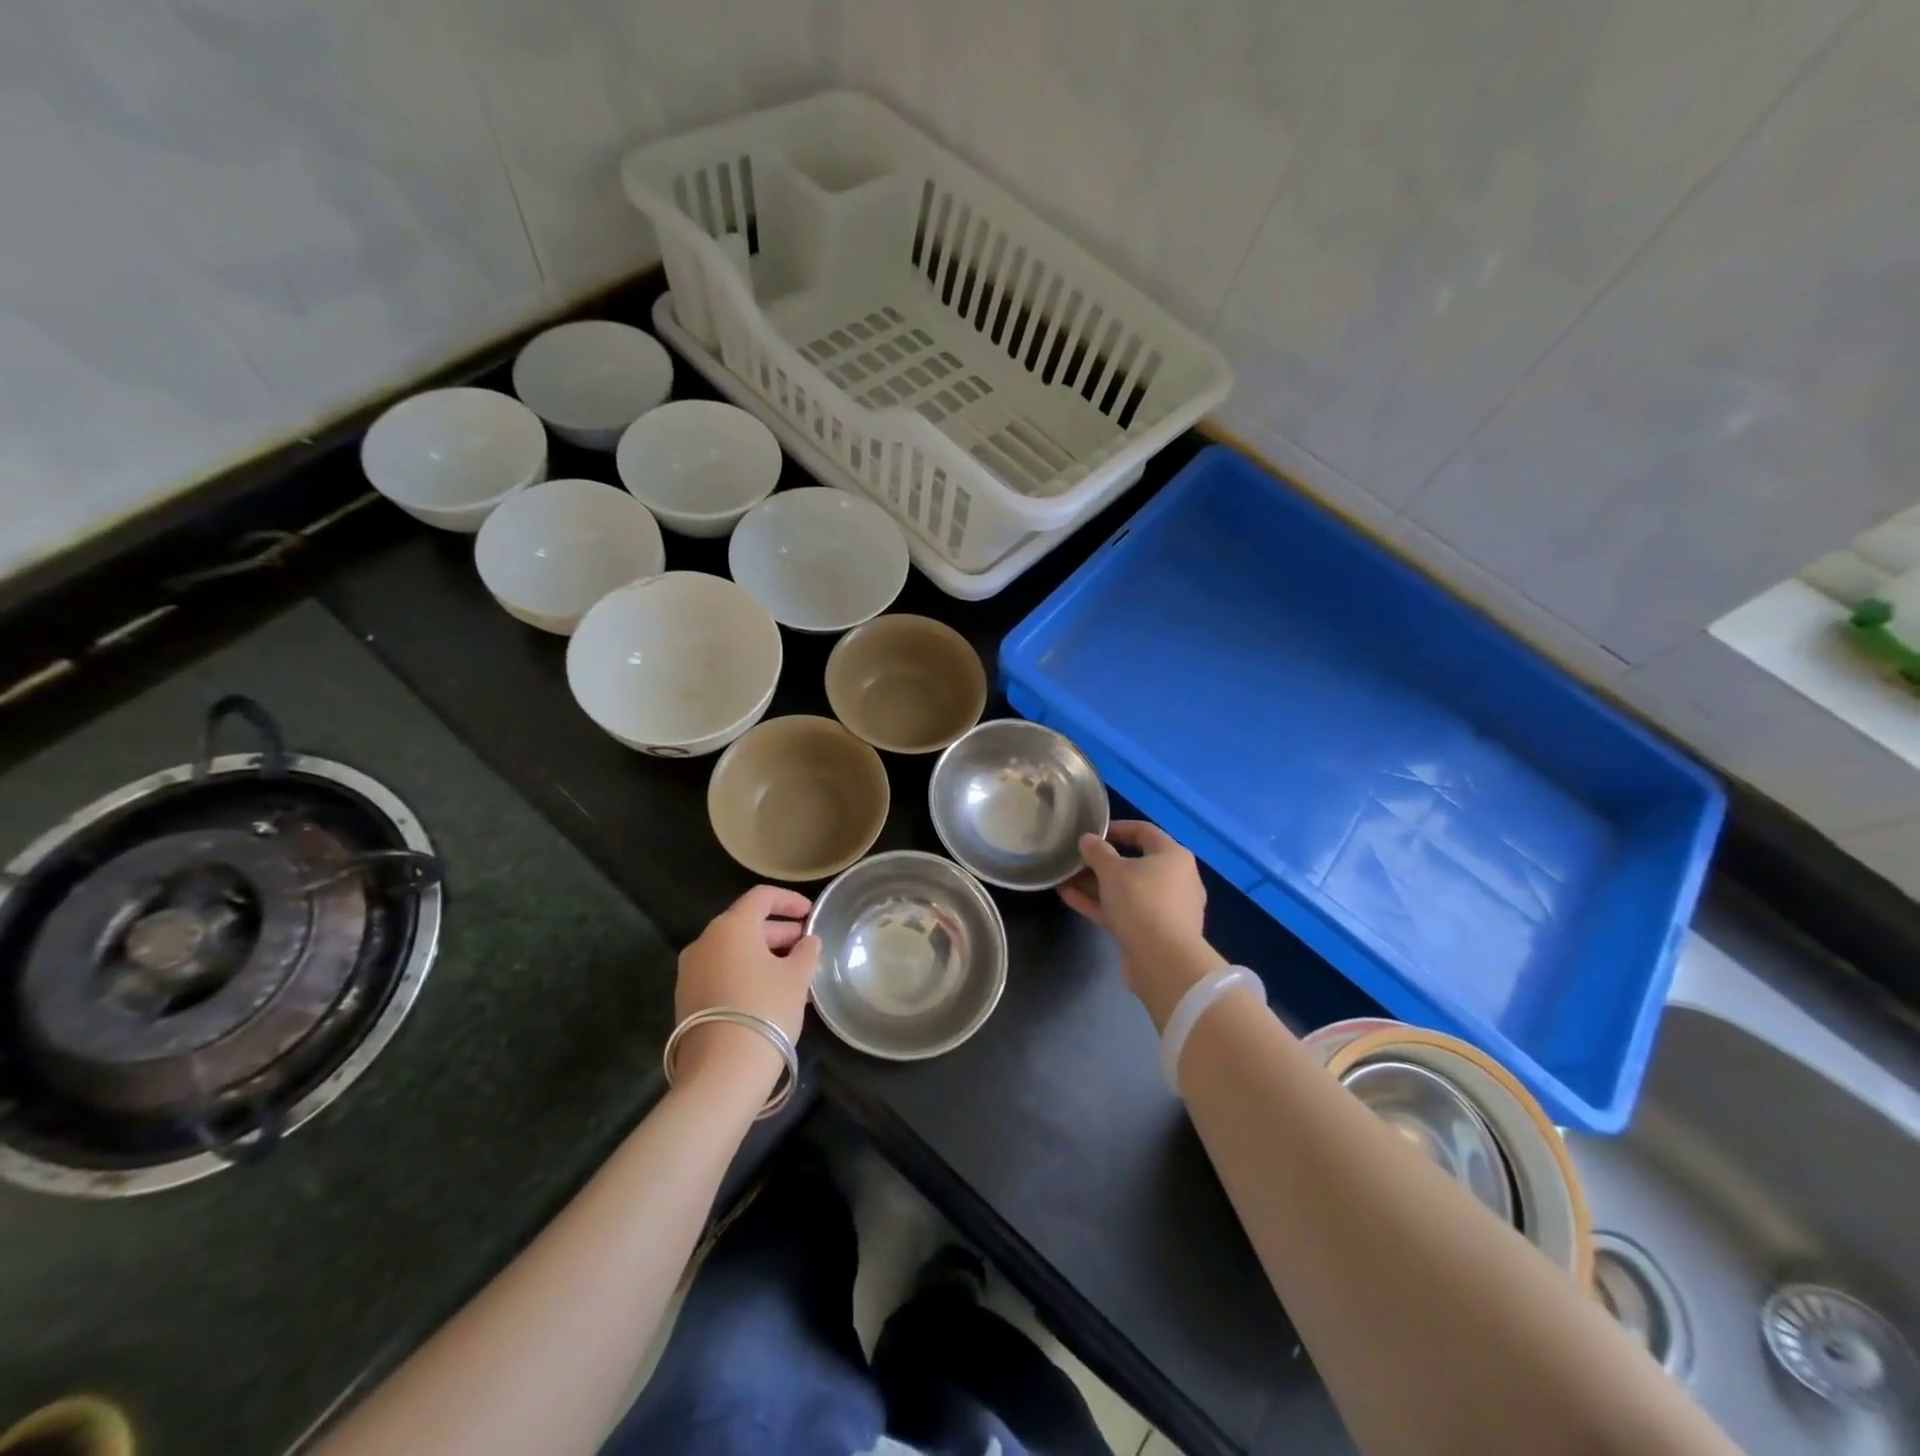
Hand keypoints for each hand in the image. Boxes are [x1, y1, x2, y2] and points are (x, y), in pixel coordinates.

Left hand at [674, 886, 821, 1092]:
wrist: (722, 1071)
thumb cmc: (766, 1009)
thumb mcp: (797, 977)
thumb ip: (806, 952)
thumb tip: (808, 941)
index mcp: (731, 927)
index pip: (761, 897)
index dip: (789, 901)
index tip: (810, 914)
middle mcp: (705, 942)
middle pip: (746, 924)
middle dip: (779, 932)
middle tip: (806, 947)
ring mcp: (690, 972)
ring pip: (733, 952)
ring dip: (763, 956)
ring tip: (794, 975)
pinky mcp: (686, 999)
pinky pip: (721, 973)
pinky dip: (746, 974)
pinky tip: (769, 995)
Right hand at [1059, 821, 1223, 1026]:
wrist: (1164, 962)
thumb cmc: (1142, 902)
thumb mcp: (1113, 871)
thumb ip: (1097, 852)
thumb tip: (1087, 839)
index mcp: (1173, 856)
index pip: (1144, 831)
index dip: (1117, 828)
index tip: (1091, 831)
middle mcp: (1175, 879)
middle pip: (1134, 863)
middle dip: (1101, 861)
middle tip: (1075, 858)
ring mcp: (1165, 909)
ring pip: (1126, 890)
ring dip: (1095, 884)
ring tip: (1064, 877)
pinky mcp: (1152, 933)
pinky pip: (1123, 911)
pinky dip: (1099, 903)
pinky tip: (1068, 897)